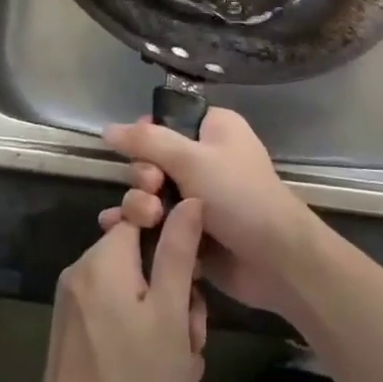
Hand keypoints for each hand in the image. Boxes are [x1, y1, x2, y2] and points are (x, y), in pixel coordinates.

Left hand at [30, 200, 207, 381]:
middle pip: (144, 264)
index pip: (145, 218)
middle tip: (192, 345)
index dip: (176, 244)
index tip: (194, 282)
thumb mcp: (170, 314)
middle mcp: (83, 272)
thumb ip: (179, 251)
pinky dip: (143, 347)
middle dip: (177, 304)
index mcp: (103, 257)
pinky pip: (118, 322)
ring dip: (166, 335)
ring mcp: (74, 305)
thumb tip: (190, 199)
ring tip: (180, 381)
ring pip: (137, 299)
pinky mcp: (73, 335)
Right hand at [102, 108, 324, 316]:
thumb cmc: (239, 195)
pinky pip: (155, 222)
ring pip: (149, 193)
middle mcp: (203, 158)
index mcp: (212, 129)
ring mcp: (196, 197)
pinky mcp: (189, 231)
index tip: (140, 153)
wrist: (276, 260)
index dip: (146, 137)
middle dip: (143, 176)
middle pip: (151, 159)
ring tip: (147, 220)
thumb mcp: (192, 160)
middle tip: (154, 190)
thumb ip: (147, 141)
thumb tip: (107, 128)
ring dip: (139, 205)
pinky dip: (139, 227)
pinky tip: (118, 232)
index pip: (165, 121)